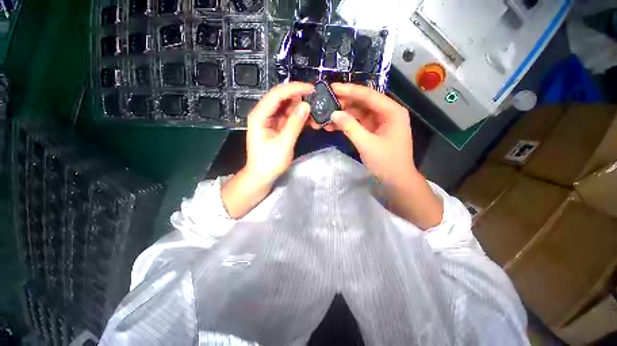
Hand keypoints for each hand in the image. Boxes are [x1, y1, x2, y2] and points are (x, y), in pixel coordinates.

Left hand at [245, 82, 313, 183]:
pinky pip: (288, 117)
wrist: (262, 176)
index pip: (277, 95)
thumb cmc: (269, 162)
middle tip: (316, 97)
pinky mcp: (276, 127)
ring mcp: (270, 120)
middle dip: (298, 96)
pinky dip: (298, 116)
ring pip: (286, 107)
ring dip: (299, 107)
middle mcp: (263, 114)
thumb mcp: (284, 144)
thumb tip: (307, 105)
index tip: (311, 88)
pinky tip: (308, 118)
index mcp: (259, 115)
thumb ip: (295, 124)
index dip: (294, 89)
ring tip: (314, 108)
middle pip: (281, 98)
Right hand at [326, 83, 416, 184]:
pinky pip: (359, 123)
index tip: (331, 88)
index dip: (349, 90)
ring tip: (326, 117)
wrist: (396, 180)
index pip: (368, 95)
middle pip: (363, 102)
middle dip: (344, 103)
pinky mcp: (374, 131)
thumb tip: (334, 114)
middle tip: (326, 103)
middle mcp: (387, 112)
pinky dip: (347, 125)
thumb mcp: (367, 144)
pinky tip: (333, 126)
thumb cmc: (386, 162)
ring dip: (343, 115)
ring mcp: (380, 122)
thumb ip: (350, 127)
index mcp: (392, 111)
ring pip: (359, 113)